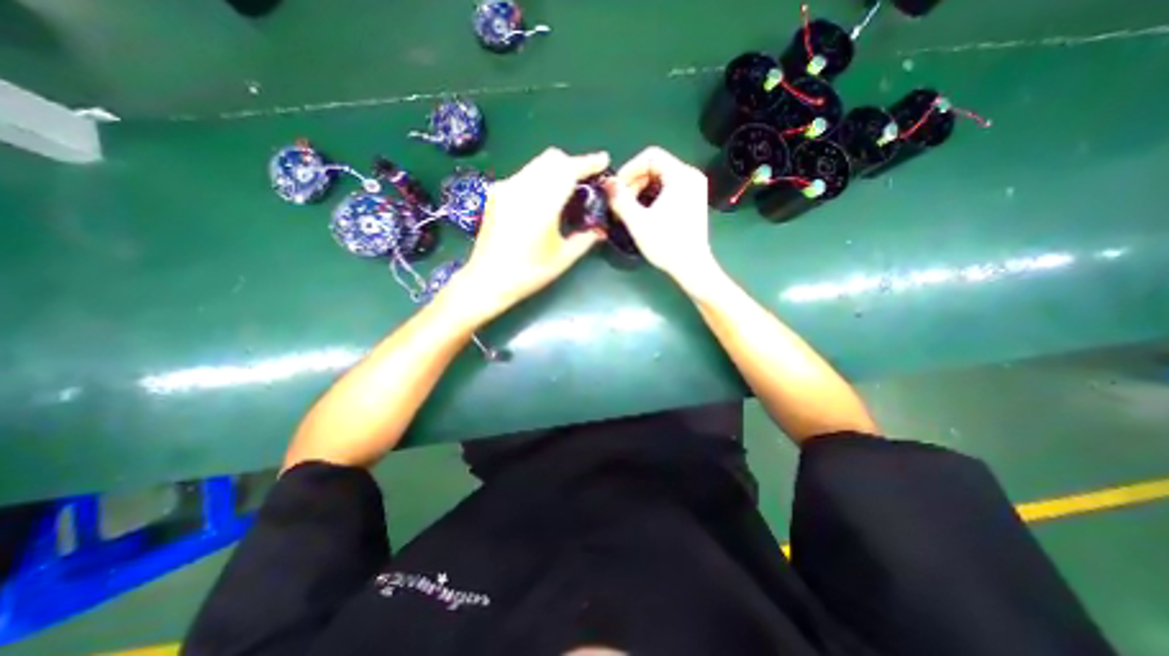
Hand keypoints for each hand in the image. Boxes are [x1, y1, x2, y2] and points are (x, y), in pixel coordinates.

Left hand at [454, 145, 607, 319]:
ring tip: (565, 190)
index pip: (568, 171)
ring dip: (556, 170)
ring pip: (537, 164)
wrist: (487, 280)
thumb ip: (585, 239)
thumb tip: (601, 229)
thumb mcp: (562, 258)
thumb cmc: (528, 273)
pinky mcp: (496, 193)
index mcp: (541, 206)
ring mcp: (505, 188)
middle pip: (552, 159)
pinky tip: (543, 199)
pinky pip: (524, 174)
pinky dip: (540, 178)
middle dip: (572, 164)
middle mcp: (522, 189)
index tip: (603, 161)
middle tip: (585, 182)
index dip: (588, 163)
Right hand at [607, 150, 717, 290]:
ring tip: (630, 209)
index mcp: (681, 175)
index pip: (650, 156)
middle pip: (656, 166)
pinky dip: (653, 196)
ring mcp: (695, 188)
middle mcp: (691, 176)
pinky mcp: (694, 200)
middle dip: (634, 182)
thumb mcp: (638, 221)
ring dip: (641, 190)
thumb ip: (620, 199)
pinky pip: (669, 188)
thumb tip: (607, 183)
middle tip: (621, 202)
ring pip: (661, 178)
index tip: (617, 188)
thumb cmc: (666, 244)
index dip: (629, 169)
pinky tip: (644, 212)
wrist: (691, 267)